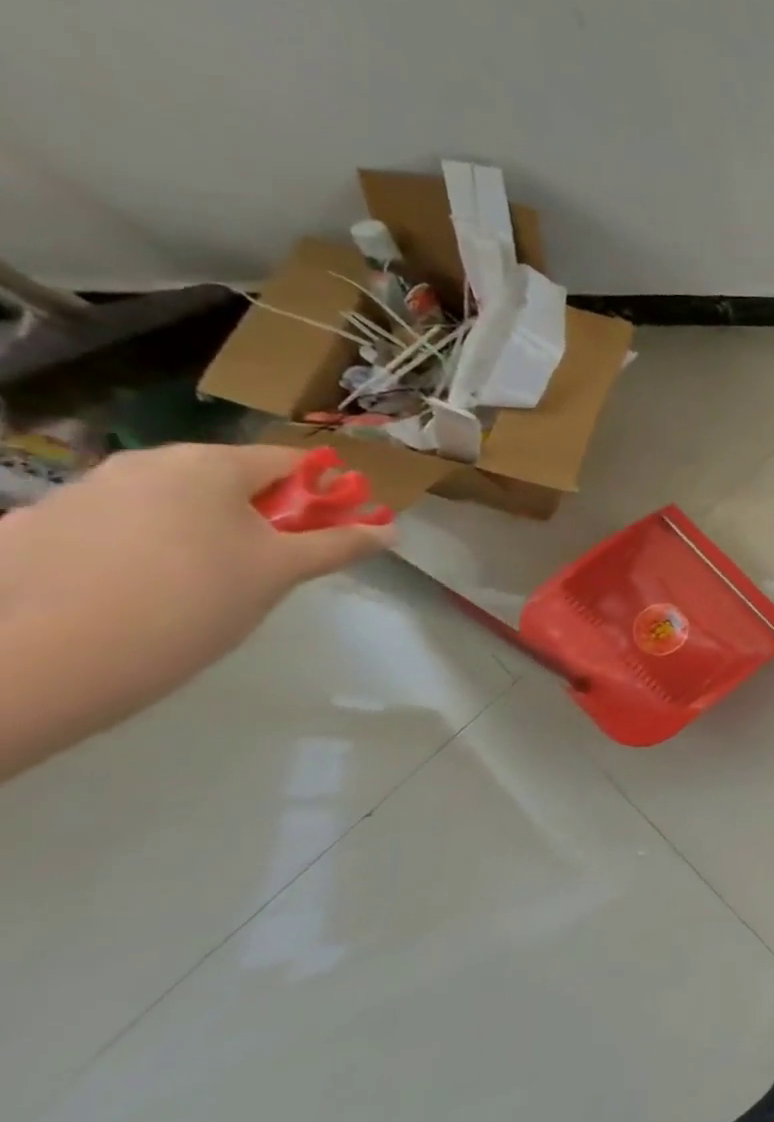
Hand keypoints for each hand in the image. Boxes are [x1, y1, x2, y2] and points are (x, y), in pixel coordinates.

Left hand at [0, 444, 394, 739]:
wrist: (47, 661)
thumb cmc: (195, 600)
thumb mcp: (282, 572)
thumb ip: (339, 544)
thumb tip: (390, 530)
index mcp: (208, 464)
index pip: (288, 461)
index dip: (321, 491)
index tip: (333, 527)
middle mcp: (142, 464)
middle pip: (226, 478)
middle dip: (260, 512)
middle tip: (273, 560)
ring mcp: (79, 493)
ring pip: (168, 502)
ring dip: (200, 530)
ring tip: (203, 584)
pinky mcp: (33, 530)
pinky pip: (112, 528)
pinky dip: (139, 549)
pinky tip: (139, 593)